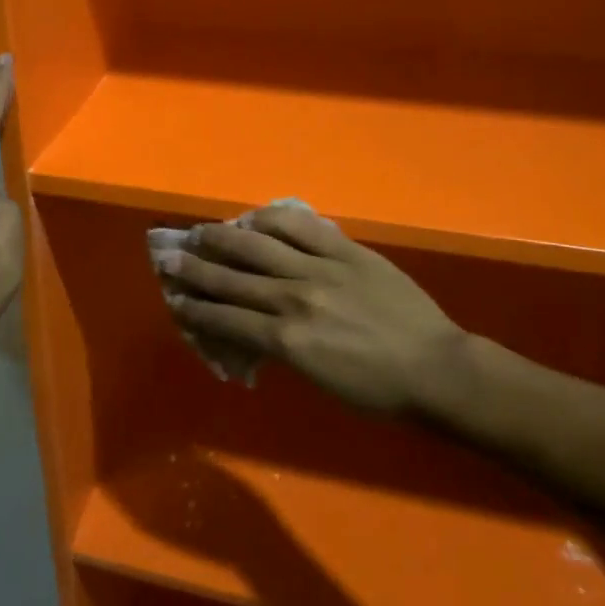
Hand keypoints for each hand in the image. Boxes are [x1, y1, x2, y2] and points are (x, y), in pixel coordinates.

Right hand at [159, 204, 469, 413]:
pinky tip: (254, 216)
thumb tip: (255, 329)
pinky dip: (274, 219)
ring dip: (224, 239)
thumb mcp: (317, 377)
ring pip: (260, 247)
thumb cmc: (377, 388)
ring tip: (202, 232)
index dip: (197, 308)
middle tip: (170, 258)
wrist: (434, 367)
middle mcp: (294, 298)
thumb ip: (281, 347)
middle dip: (196, 269)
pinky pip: (303, 227)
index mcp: (286, 338)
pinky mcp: (346, 251)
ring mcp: (321, 269)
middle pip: (233, 279)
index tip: (176, 298)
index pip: (228, 318)